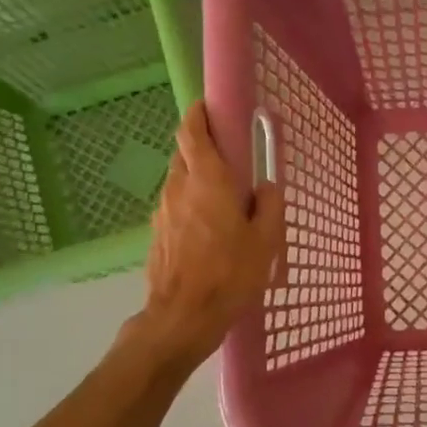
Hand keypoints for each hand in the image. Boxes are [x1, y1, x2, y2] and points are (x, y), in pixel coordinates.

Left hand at [136, 102, 284, 368]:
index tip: (209, 108)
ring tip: (223, 201)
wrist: (183, 317)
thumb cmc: (230, 274)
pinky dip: (190, 206)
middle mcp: (178, 188)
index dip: (198, 115)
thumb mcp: (265, 241)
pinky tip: (209, 230)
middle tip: (229, 159)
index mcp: (207, 181)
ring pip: (179, 181)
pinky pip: (175, 207)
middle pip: (184, 154)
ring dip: (197, 180)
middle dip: (202, 149)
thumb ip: (269, 206)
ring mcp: (162, 212)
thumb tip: (266, 187)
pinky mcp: (157, 235)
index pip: (192, 132)